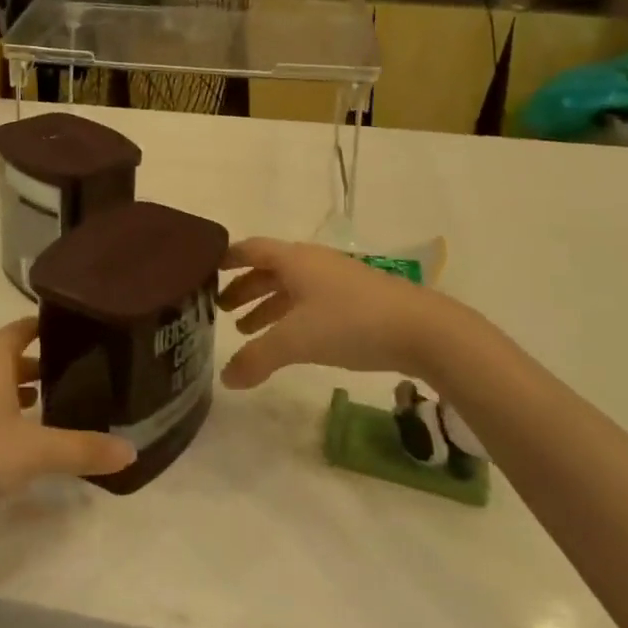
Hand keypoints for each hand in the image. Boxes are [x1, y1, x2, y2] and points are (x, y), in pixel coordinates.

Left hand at [0, 318, 135, 529]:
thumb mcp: (33, 455)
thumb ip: (82, 450)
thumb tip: (132, 450)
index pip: (19, 329)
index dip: (43, 326)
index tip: (70, 329)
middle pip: (4, 357)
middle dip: (36, 364)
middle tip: (71, 376)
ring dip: (14, 390)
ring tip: (44, 408)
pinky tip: (6, 441)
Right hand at [219, 237, 459, 389]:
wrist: (422, 329)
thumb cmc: (350, 323)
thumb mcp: (296, 341)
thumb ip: (257, 358)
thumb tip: (226, 379)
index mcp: (293, 259)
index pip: (250, 249)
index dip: (226, 258)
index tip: (205, 270)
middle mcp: (312, 262)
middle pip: (269, 269)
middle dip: (244, 288)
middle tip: (221, 310)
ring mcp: (337, 279)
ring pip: (291, 287)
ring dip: (267, 305)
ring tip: (248, 330)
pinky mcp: (357, 298)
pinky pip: (311, 301)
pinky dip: (291, 315)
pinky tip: (291, 339)